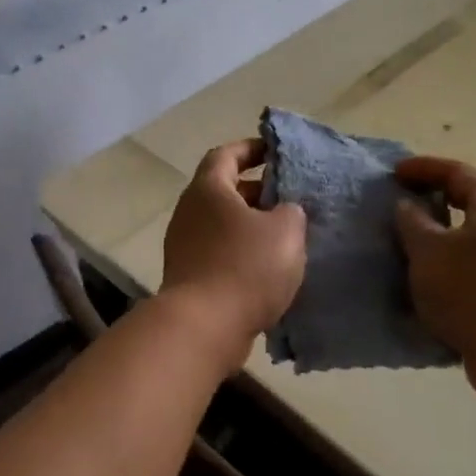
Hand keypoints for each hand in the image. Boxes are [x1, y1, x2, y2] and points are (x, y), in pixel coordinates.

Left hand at [161, 139, 307, 355]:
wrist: (204, 327)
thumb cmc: (245, 267)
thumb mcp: (286, 231)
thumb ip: (291, 212)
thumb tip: (283, 212)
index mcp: (208, 189)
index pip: (226, 155)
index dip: (250, 148)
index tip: (274, 151)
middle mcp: (189, 212)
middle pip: (223, 191)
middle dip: (257, 192)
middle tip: (289, 199)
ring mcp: (184, 247)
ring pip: (222, 226)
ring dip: (251, 227)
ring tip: (285, 237)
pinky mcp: (188, 277)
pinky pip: (219, 254)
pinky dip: (242, 254)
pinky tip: (268, 270)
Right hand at [393, 156, 475, 396]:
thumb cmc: (470, 290)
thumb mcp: (427, 251)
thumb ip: (413, 222)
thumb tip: (408, 206)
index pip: (459, 173)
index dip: (424, 168)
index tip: (395, 174)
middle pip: (472, 205)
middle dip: (437, 203)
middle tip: (405, 207)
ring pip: (475, 240)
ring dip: (444, 240)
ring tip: (412, 249)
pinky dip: (454, 270)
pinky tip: (432, 285)